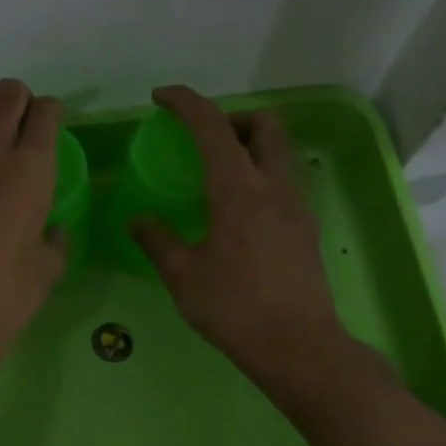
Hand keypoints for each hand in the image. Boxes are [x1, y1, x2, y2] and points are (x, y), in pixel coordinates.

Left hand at [0, 78, 69, 369]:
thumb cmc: (5, 294)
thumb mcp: (47, 269)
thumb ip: (54, 240)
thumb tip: (53, 230)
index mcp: (32, 170)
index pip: (46, 113)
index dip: (50, 113)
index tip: (49, 125)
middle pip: (8, 95)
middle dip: (19, 100)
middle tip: (20, 121)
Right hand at [129, 85, 350, 387]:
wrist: (300, 348)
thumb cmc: (234, 308)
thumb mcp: (182, 275)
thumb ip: (157, 239)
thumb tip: (138, 219)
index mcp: (238, 189)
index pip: (212, 126)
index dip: (185, 102)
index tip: (160, 97)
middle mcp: (274, 186)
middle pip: (264, 124)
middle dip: (231, 118)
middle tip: (202, 139)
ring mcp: (297, 206)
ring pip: (279, 152)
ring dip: (249, 147)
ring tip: (217, 176)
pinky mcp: (307, 228)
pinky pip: (283, 182)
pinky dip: (260, 176)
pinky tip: (238, 214)